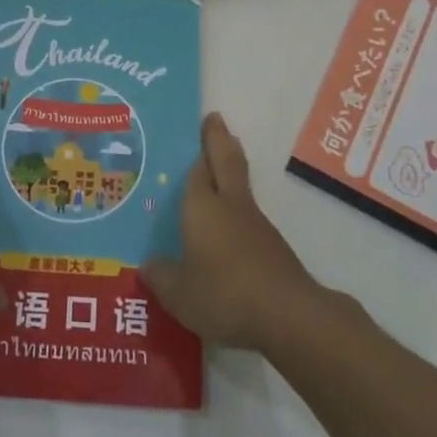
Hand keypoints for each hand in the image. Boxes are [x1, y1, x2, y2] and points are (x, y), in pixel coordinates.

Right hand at [142, 114, 325, 351]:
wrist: (288, 315)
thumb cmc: (224, 294)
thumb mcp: (179, 294)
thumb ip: (161, 277)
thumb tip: (147, 266)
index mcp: (202, 206)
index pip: (196, 170)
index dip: (195, 150)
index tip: (197, 129)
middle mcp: (230, 205)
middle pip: (226, 161)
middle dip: (219, 139)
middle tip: (214, 120)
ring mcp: (256, 225)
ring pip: (239, 187)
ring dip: (230, 173)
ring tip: (215, 172)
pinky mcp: (273, 248)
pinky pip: (248, 218)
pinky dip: (236, 212)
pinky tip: (226, 232)